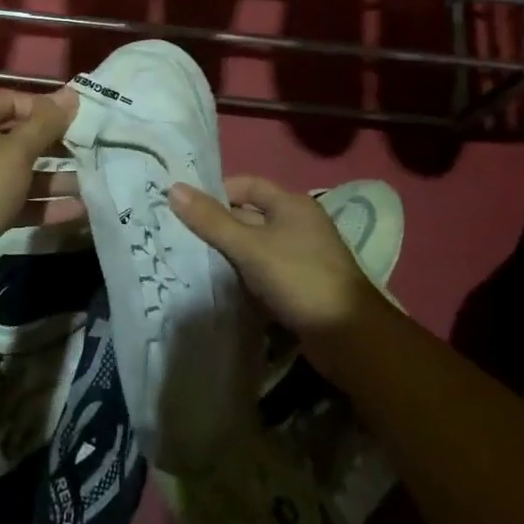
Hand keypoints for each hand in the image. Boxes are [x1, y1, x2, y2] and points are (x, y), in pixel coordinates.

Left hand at [0, 88, 78, 278]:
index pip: (16, 102)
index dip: (46, 108)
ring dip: (57, 179)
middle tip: (91, 152)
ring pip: (25, 173)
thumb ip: (46, 124)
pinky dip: (45, 204)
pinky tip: (77, 211)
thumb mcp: (17, 152)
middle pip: (24, 139)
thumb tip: (70, 94)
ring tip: (92, 184)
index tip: (77, 119)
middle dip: (58, 146)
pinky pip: (21, 201)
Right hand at [169, 176, 381, 342]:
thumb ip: (211, 220)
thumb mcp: (250, 247)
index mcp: (291, 204)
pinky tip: (222, 287)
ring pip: (256, 247)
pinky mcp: (300, 287)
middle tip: (181, 236)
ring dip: (230, 254)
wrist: (350, 338)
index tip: (186, 208)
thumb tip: (173, 188)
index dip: (217, 192)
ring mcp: (301, 257)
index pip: (247, 185)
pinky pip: (264, 272)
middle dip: (218, 225)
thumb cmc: (300, 278)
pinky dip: (245, 276)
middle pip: (250, 216)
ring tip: (193, 260)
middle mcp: (298, 225)